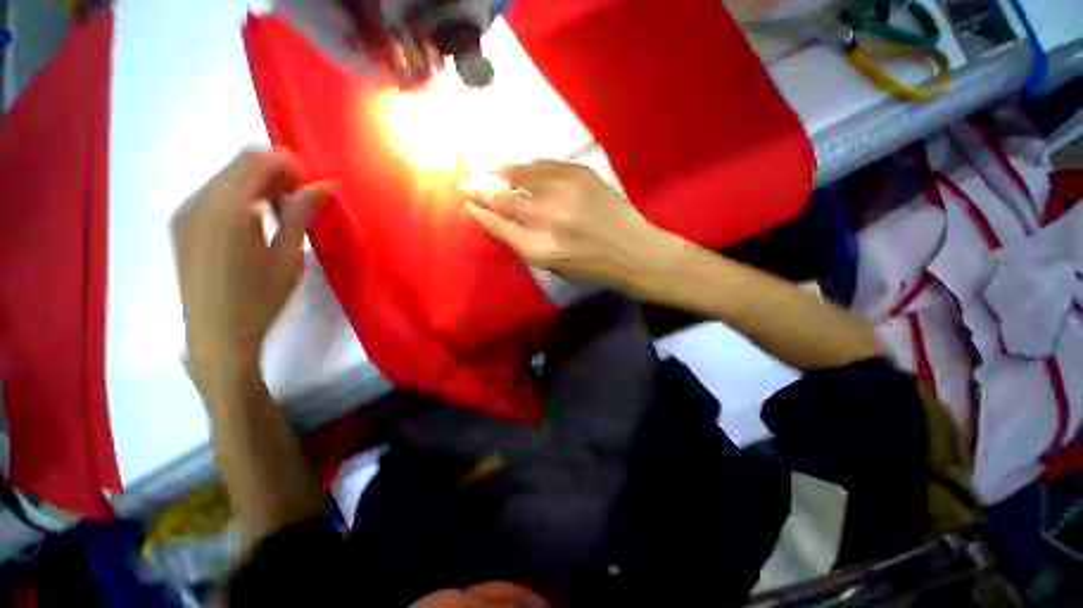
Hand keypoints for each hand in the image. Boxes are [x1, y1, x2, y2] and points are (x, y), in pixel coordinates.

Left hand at [171, 148, 331, 396]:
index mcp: (225, 208)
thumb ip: (301, 214)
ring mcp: (185, 211)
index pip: (258, 159)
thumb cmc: (259, 300)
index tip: (313, 189)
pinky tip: (256, 224)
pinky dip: (241, 198)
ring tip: (281, 216)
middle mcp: (198, 200)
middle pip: (241, 162)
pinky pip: (215, 194)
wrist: (216, 337)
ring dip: (259, 186)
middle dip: (276, 174)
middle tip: (301, 203)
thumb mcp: (288, 256)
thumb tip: (325, 185)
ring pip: (228, 176)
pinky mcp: (182, 224)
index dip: (291, 166)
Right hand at [466, 160, 683, 294]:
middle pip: (504, 198)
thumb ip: (524, 242)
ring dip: (500, 169)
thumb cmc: (591, 267)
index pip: (498, 224)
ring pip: (522, 175)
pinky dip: (529, 165)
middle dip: (481, 188)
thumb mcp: (553, 266)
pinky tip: (520, 164)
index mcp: (538, 248)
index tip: (467, 203)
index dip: (480, 212)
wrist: (633, 251)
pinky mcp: (581, 174)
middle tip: (465, 180)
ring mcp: (564, 191)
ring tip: (484, 163)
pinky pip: (545, 164)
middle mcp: (547, 217)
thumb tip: (499, 219)